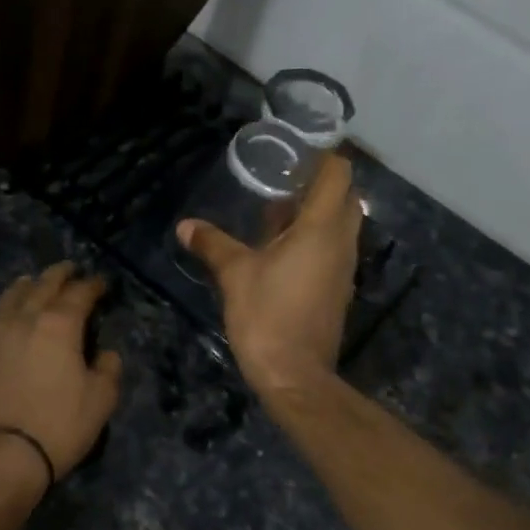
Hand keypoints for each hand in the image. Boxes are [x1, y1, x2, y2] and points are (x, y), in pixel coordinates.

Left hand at [0, 262, 122, 503]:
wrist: (2, 458)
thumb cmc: (59, 426)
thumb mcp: (101, 400)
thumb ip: (108, 370)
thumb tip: (105, 355)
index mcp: (59, 325)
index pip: (79, 294)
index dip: (92, 285)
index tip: (101, 283)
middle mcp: (22, 323)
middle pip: (40, 288)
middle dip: (56, 275)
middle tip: (67, 268)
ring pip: (3, 304)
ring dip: (18, 289)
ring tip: (26, 282)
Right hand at [178, 152, 361, 395]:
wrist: (296, 376)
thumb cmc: (267, 316)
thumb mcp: (234, 275)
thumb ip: (212, 244)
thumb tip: (185, 226)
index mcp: (321, 229)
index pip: (338, 174)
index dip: (321, 156)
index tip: (294, 153)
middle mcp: (341, 242)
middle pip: (344, 196)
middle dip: (317, 184)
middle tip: (280, 182)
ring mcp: (343, 267)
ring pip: (340, 224)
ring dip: (314, 213)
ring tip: (274, 214)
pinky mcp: (338, 288)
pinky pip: (333, 249)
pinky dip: (314, 238)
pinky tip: (279, 250)